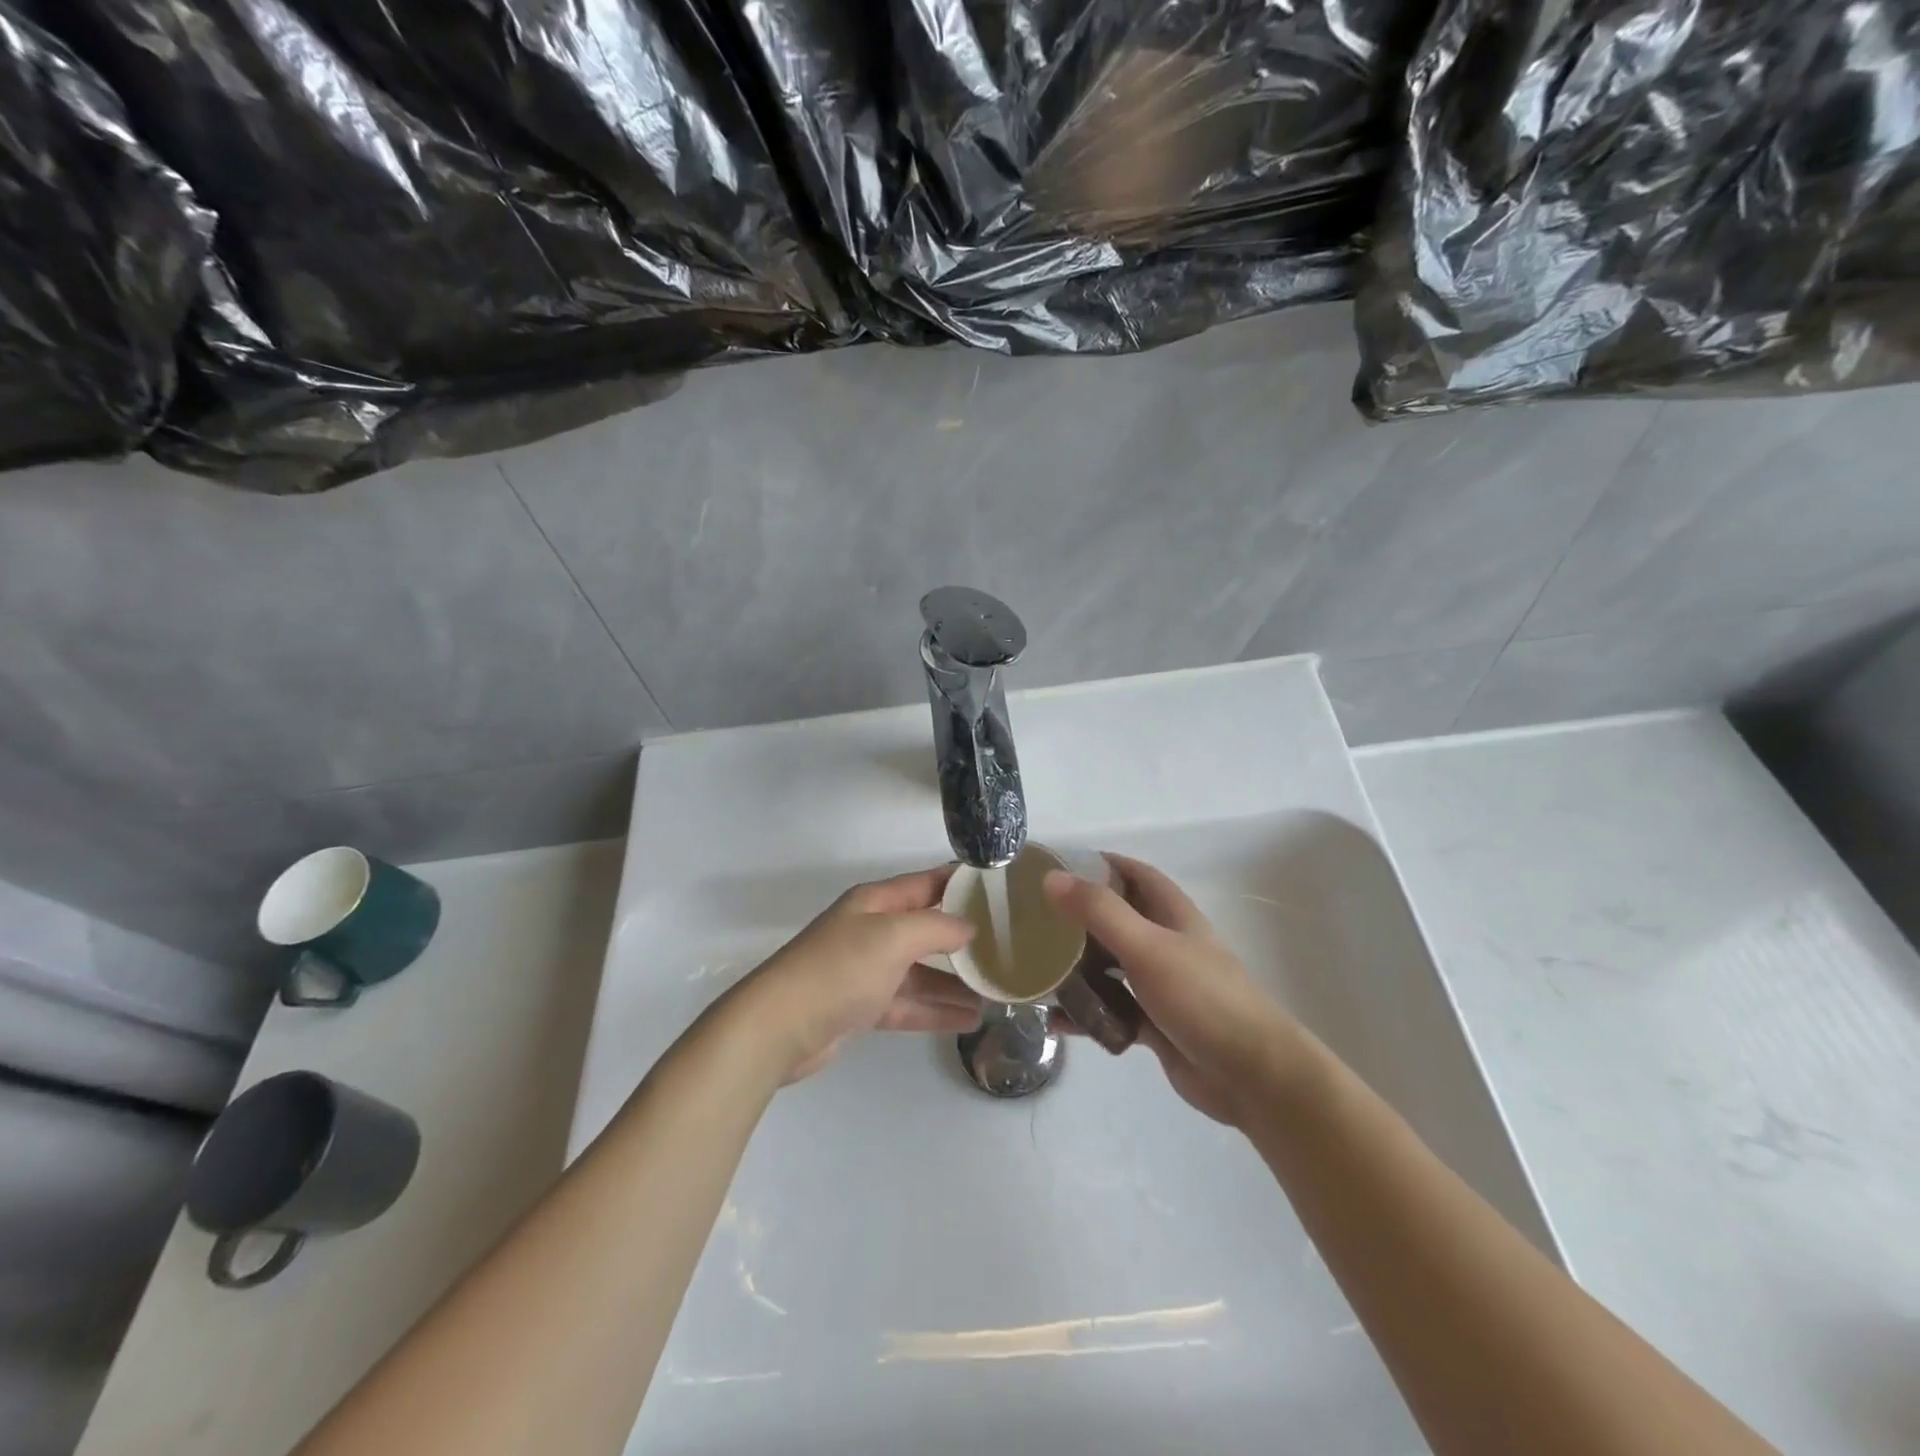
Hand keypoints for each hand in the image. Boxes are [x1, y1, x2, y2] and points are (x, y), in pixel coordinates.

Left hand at [737, 867, 980, 1082]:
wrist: (779, 1027)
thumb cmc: (840, 969)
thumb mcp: (893, 936)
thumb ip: (936, 928)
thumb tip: (968, 927)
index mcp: (876, 902)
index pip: (926, 884)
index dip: (960, 883)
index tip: (999, 888)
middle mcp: (872, 931)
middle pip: (926, 929)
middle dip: (963, 938)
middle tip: (1007, 946)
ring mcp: (866, 971)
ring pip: (920, 972)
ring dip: (954, 981)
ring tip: (995, 992)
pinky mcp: (861, 1008)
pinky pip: (908, 1004)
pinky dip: (935, 1010)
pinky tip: (968, 1019)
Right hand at [1044, 854, 1306, 1126]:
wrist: (1253, 1076)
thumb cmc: (1203, 999)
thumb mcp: (1148, 947)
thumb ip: (1100, 912)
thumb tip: (1051, 878)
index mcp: (1172, 914)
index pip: (1134, 874)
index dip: (1101, 864)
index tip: (1057, 866)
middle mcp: (1166, 943)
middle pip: (1117, 919)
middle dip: (1079, 917)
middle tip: (1033, 920)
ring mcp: (1160, 985)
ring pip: (1111, 966)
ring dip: (1078, 966)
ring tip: (1035, 967)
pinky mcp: (1154, 1023)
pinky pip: (1112, 1010)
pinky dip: (1087, 1013)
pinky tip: (1055, 1021)